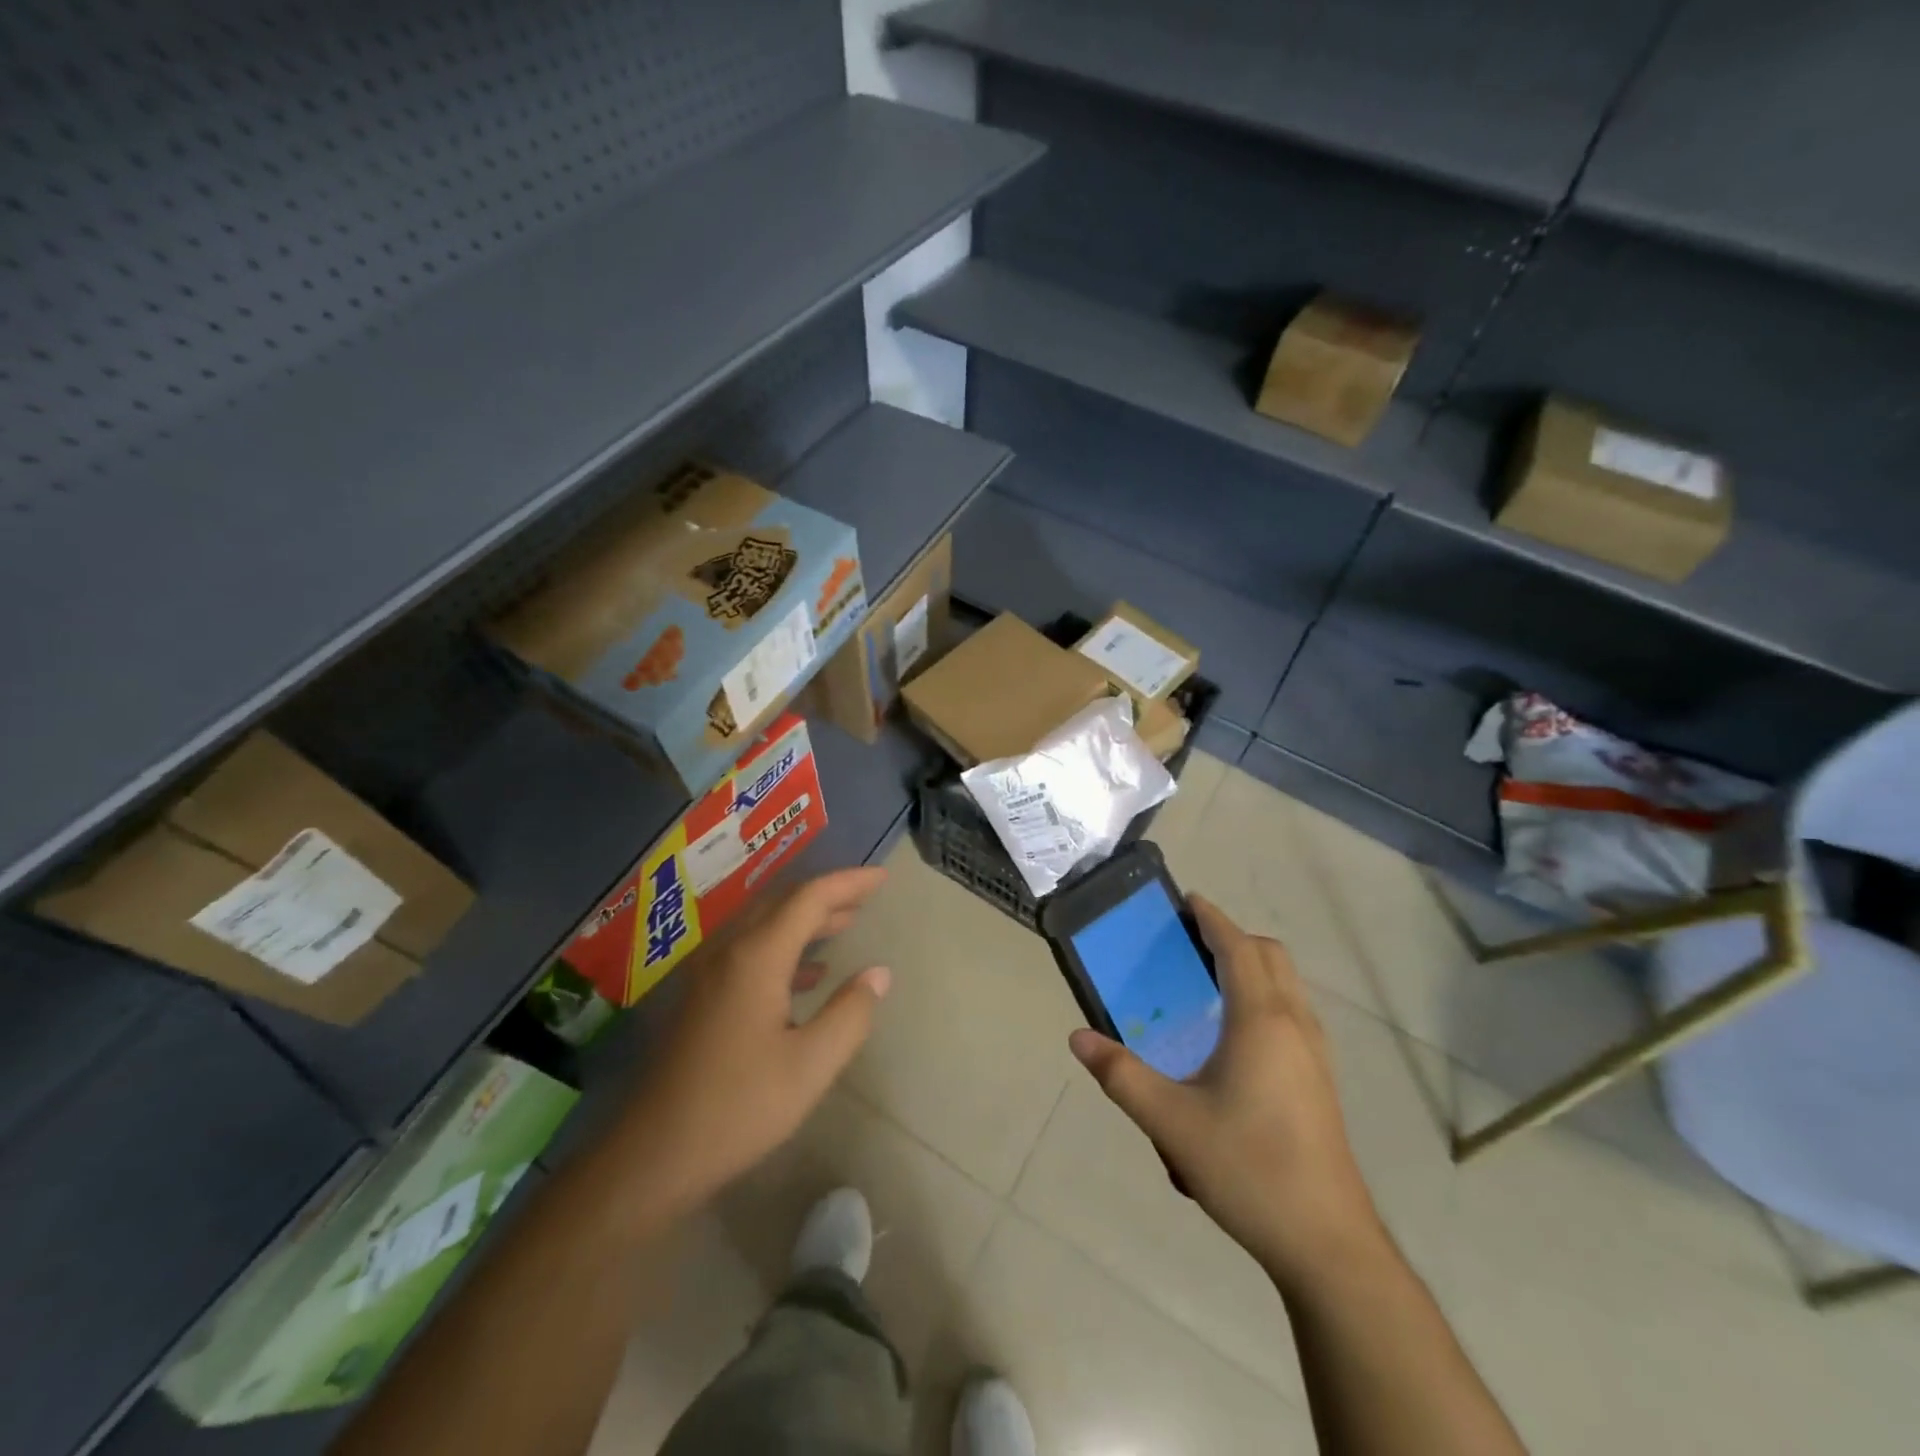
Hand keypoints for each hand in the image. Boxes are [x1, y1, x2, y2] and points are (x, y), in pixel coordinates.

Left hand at [613, 867, 890, 1214]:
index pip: (809, 899)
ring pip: (765, 926)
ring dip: (806, 920)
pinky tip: (808, 975)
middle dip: (828, 895)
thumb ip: (850, 1014)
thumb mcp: (810, 1066)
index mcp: (757, 958)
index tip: (883, 878)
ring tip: (845, 924)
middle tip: (867, 896)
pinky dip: (786, 948)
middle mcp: (730, 952)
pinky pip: (750, 951)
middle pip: (783, 903)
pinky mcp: (702, 998)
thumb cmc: (738, 1108)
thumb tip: (878, 973)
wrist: (652, 1155)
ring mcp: (710, 974)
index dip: (849, 883)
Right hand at [1068, 895, 1383, 1288]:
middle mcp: (1295, 1024)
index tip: (1187, 901)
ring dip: (1253, 965)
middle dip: (1233, 937)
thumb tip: (1078, 1037)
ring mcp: (1316, 1054)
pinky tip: (1237, 1033)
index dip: (1213, 919)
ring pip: (1288, 984)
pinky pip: (1294, 1011)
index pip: (1238, 948)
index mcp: (1261, 1021)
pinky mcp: (1322, 1080)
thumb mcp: (1171, 1122)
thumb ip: (1121, 1075)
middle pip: (1270, 957)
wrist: (1326, 1242)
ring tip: (1210, 980)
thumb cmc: (1248, 1168)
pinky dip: (1267, 995)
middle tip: (1190, 942)